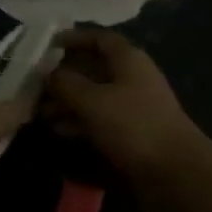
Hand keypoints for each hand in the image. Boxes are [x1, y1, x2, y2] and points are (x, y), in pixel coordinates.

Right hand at [44, 28, 200, 179]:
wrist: (175, 173)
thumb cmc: (132, 125)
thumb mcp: (93, 101)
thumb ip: (66, 84)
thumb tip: (48, 72)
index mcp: (128, 58)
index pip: (99, 38)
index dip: (74, 38)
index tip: (48, 46)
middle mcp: (132, 76)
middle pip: (94, 67)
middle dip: (65, 76)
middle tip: (36, 86)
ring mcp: (134, 105)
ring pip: (95, 95)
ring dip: (69, 101)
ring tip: (40, 113)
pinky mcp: (133, 132)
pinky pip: (101, 118)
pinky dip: (80, 120)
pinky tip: (59, 130)